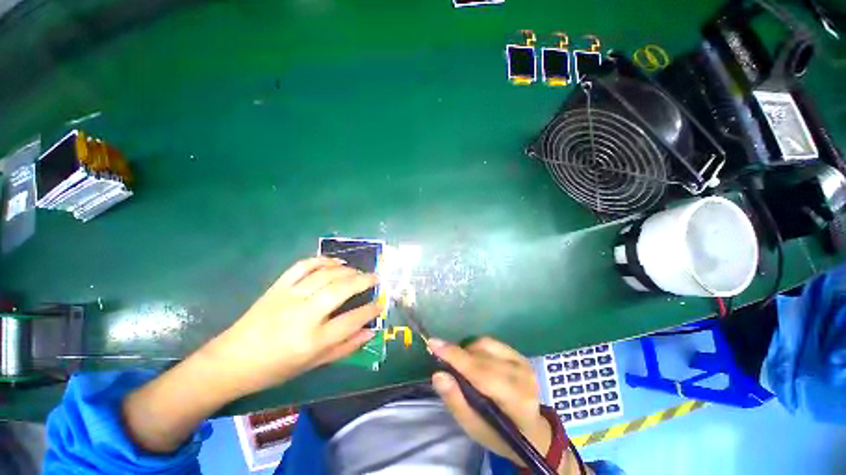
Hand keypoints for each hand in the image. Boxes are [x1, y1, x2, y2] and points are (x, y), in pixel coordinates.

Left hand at [204, 257, 381, 397]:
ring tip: (359, 272)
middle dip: (364, 280)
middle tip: (376, 278)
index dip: (371, 310)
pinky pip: (303, 266)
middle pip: (341, 289)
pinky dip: (322, 260)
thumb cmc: (275, 369)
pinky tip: (335, 262)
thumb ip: (345, 347)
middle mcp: (303, 315)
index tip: (381, 303)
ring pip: (326, 274)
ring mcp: (289, 297)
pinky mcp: (277, 287)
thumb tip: (371, 331)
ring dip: (347, 270)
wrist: (232, 360)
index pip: (352, 320)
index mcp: (312, 340)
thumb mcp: (313, 365)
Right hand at [428, 337, 552, 466]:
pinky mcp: (520, 354)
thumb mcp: (474, 429)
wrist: (532, 431)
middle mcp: (522, 376)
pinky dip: (476, 348)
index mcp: (515, 400)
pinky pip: (491, 342)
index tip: (432, 343)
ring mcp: (523, 362)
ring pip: (485, 344)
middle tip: (443, 361)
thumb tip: (438, 375)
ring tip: (462, 367)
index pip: (481, 373)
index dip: (455, 356)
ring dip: (467, 351)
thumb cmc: (500, 434)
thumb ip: (456, 401)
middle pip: (481, 356)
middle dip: (458, 355)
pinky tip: (474, 361)